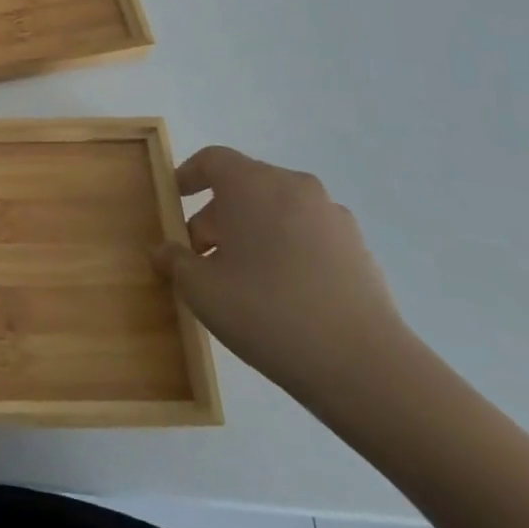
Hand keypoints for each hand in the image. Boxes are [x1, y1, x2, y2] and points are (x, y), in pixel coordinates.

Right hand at [157, 147, 413, 407]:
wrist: (365, 368)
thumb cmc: (267, 312)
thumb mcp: (201, 290)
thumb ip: (175, 262)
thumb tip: (163, 251)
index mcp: (253, 184)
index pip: (213, 159)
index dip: (188, 176)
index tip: (174, 201)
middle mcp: (294, 187)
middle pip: (245, 186)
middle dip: (217, 215)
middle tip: (201, 255)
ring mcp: (333, 217)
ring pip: (277, 211)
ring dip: (252, 233)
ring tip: (240, 278)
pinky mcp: (359, 250)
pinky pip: (307, 235)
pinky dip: (286, 250)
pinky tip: (281, 294)